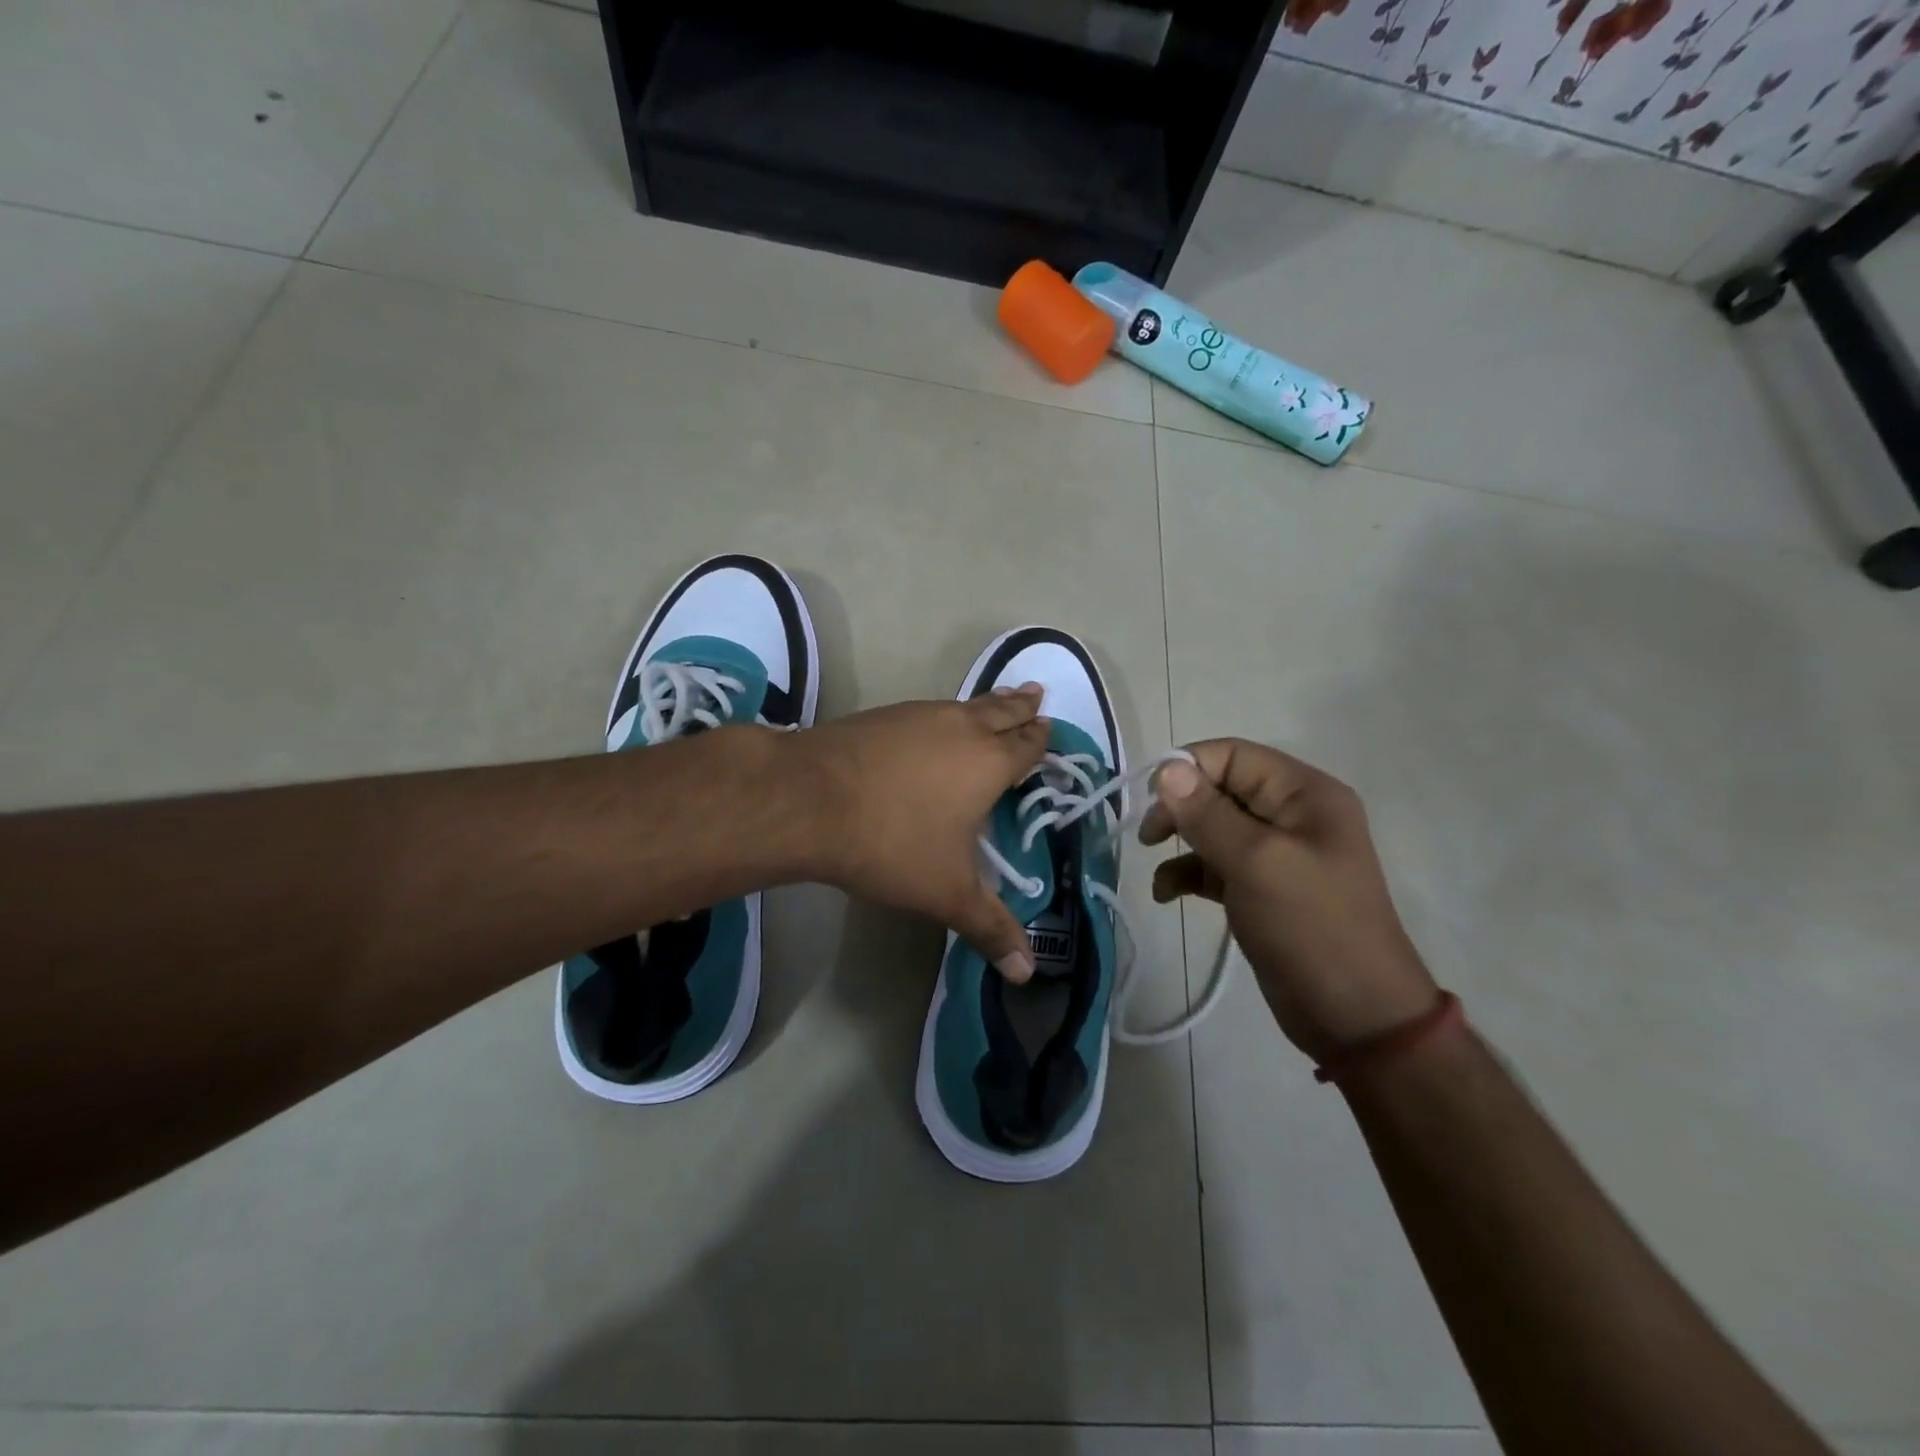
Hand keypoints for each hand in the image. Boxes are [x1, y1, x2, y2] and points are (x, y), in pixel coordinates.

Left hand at [789, 686, 1049, 981]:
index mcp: (988, 763)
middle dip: (1021, 706)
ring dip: (986, 704)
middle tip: (1037, 693)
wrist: (809, 800)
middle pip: (1000, 710)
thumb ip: (990, 928)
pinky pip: (927, 710)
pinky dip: (944, 713)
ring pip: (964, 704)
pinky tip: (932, 724)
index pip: (1026, 746)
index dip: (1041, 739)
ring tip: (997, 701)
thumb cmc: (891, 844)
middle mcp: (959, 728)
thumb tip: (1026, 973)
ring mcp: (918, 716)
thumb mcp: (947, 894)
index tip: (1051, 728)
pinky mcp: (882, 716)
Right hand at [1139, 739, 1437, 1060]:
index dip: (1187, 768)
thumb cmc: (1311, 927)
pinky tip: (1166, 894)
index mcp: (1304, 794)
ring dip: (1180, 842)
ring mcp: (1277, 853)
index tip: (1151, 800)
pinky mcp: (1262, 888)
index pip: (1233, 755)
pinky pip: (1215, 865)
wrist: (1356, 1017)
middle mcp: (1292, 814)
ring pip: (1213, 827)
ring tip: (1155, 863)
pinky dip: (1188, 873)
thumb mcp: (1256, 863)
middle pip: (1220, 789)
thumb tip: (1166, 769)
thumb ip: (1207, 814)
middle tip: (1150, 835)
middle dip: (1180, 807)